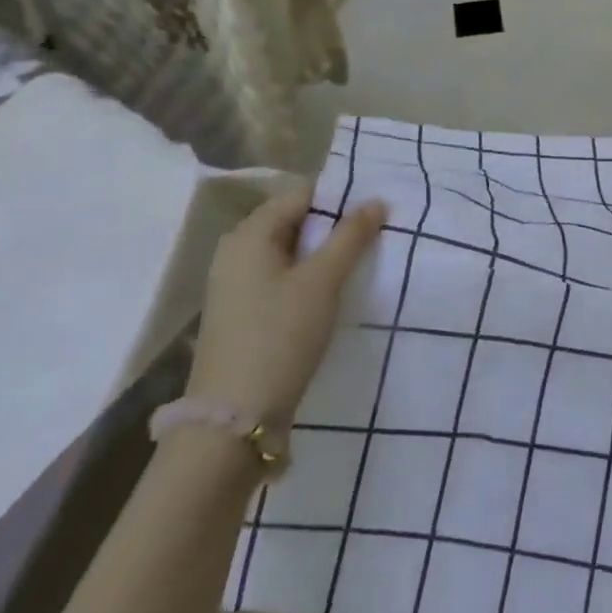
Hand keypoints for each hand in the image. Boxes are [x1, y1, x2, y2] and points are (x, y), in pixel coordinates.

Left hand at [188, 185, 387, 426]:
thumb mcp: (323, 281)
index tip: (377, 210)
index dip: (341, 198)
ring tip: (362, 262)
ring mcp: (236, 284)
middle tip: (376, 236)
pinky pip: (281, 277)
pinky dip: (309, 277)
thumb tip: (375, 201)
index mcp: (249, 234)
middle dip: (335, 226)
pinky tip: (333, 293)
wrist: (234, 417)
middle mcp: (236, 251)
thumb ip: (351, 237)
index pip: (302, 194)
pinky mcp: (243, 312)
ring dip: (324, 253)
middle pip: (294, 221)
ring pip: (290, 251)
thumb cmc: (280, 336)